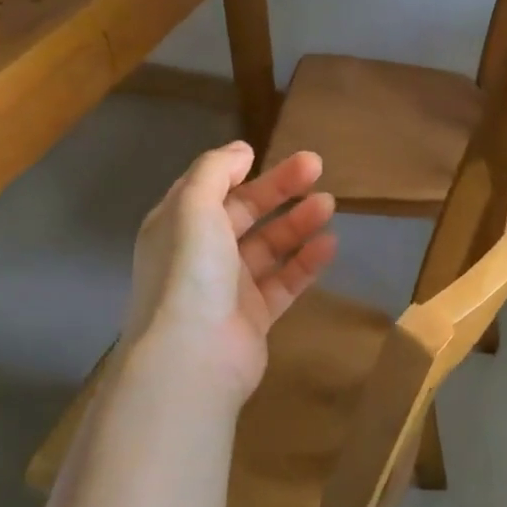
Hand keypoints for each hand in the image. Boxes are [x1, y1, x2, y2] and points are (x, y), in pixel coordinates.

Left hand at [120, 142, 337, 406]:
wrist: (193, 356)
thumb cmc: (190, 270)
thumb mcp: (193, 206)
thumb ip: (215, 171)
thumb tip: (240, 151)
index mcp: (177, 226)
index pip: (210, 189)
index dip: (238, 170)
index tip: (268, 154)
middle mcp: (200, 254)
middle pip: (244, 213)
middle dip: (279, 188)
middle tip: (317, 166)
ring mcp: (227, 288)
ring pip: (268, 247)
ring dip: (296, 223)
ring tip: (328, 204)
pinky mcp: (253, 317)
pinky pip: (284, 282)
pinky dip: (305, 262)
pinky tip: (330, 244)